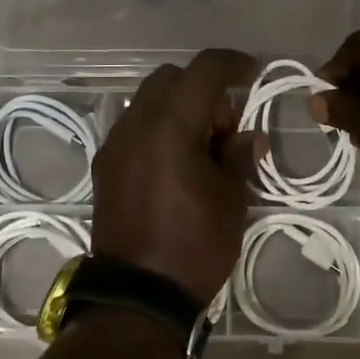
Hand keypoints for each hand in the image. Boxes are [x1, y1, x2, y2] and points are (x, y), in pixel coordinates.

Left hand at [91, 49, 262, 306]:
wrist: (139, 295)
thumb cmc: (195, 245)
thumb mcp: (232, 200)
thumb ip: (239, 156)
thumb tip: (248, 137)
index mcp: (171, 125)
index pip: (204, 69)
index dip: (234, 63)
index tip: (254, 73)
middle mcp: (135, 124)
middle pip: (171, 79)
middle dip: (203, 90)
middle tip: (225, 129)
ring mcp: (114, 145)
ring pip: (148, 102)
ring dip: (178, 109)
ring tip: (202, 150)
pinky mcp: (104, 168)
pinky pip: (134, 129)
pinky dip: (158, 130)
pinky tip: (176, 166)